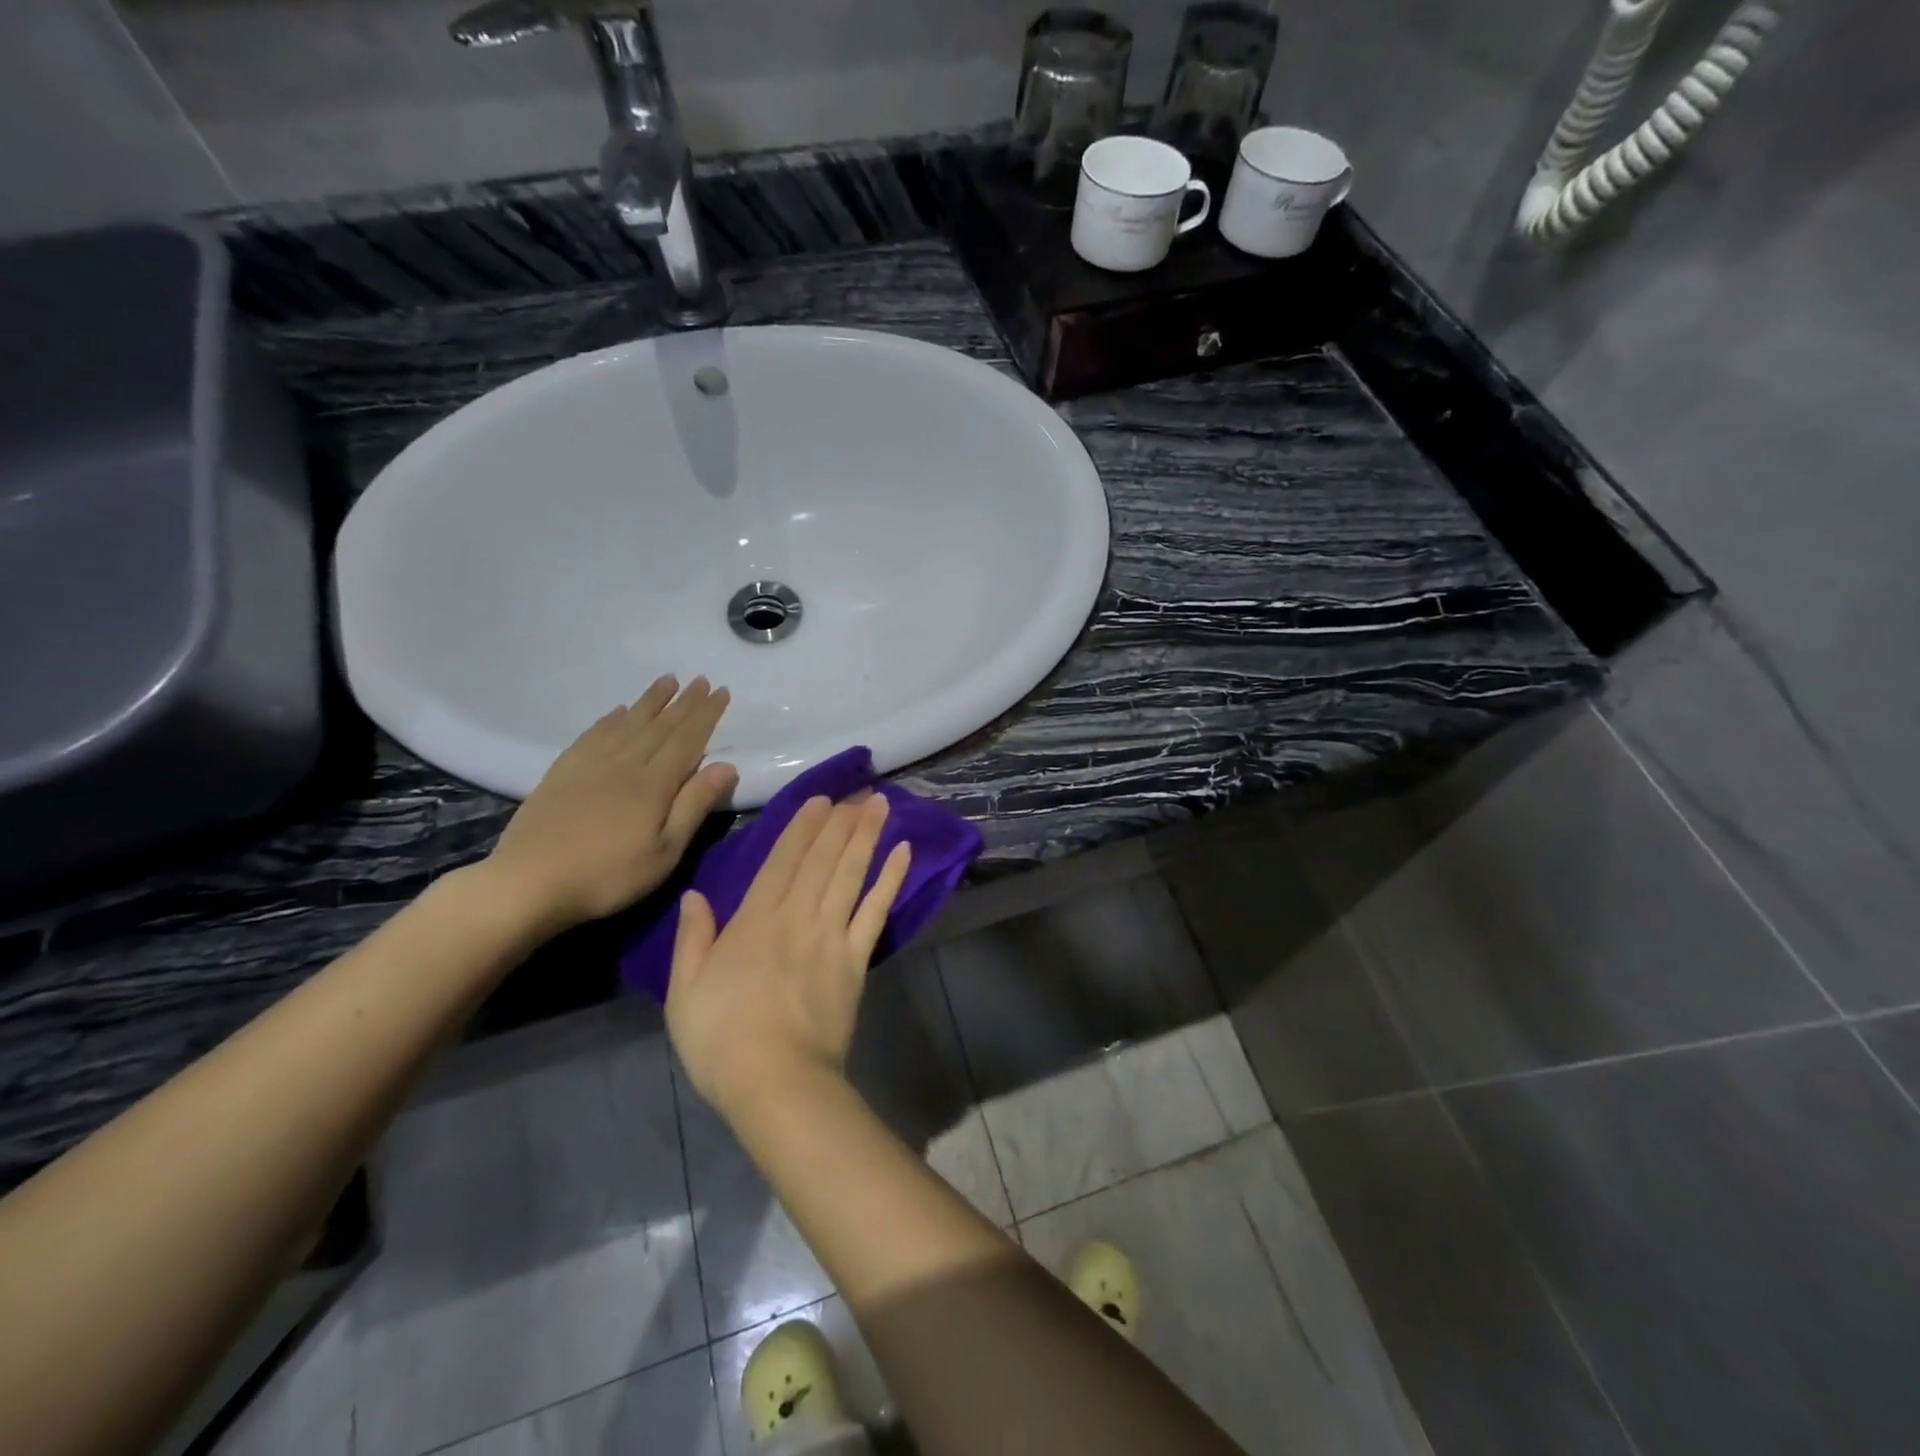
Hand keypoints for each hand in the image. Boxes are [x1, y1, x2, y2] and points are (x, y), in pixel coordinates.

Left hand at [483, 675, 737, 930]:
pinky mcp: (562, 773)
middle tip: (701, 679)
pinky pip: (592, 735)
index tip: (721, 691)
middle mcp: (624, 764)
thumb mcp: (665, 851)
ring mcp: (589, 765)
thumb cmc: (608, 876)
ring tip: (667, 681)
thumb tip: (727, 765)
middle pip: (659, 726)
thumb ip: (695, 805)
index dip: (706, 714)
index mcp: (653, 783)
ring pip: (627, 723)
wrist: (528, 884)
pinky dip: (609, 719)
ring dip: (650, 701)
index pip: (687, 739)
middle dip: (684, 702)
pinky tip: (617, 712)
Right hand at [666, 794, 911, 1119]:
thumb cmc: (721, 1040)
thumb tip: (695, 894)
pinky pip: (875, 913)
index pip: (781, 862)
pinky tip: (903, 854)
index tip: (821, 800)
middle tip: (860, 790)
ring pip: (850, 875)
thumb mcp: (685, 991)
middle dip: (840, 822)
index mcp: (754, 922)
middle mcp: (796, 918)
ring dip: (866, 837)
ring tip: (881, 805)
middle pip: (822, 860)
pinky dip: (890, 881)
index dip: (802, 828)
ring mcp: (831, 937)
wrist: (777, 1083)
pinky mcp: (856, 961)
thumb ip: (692, 938)